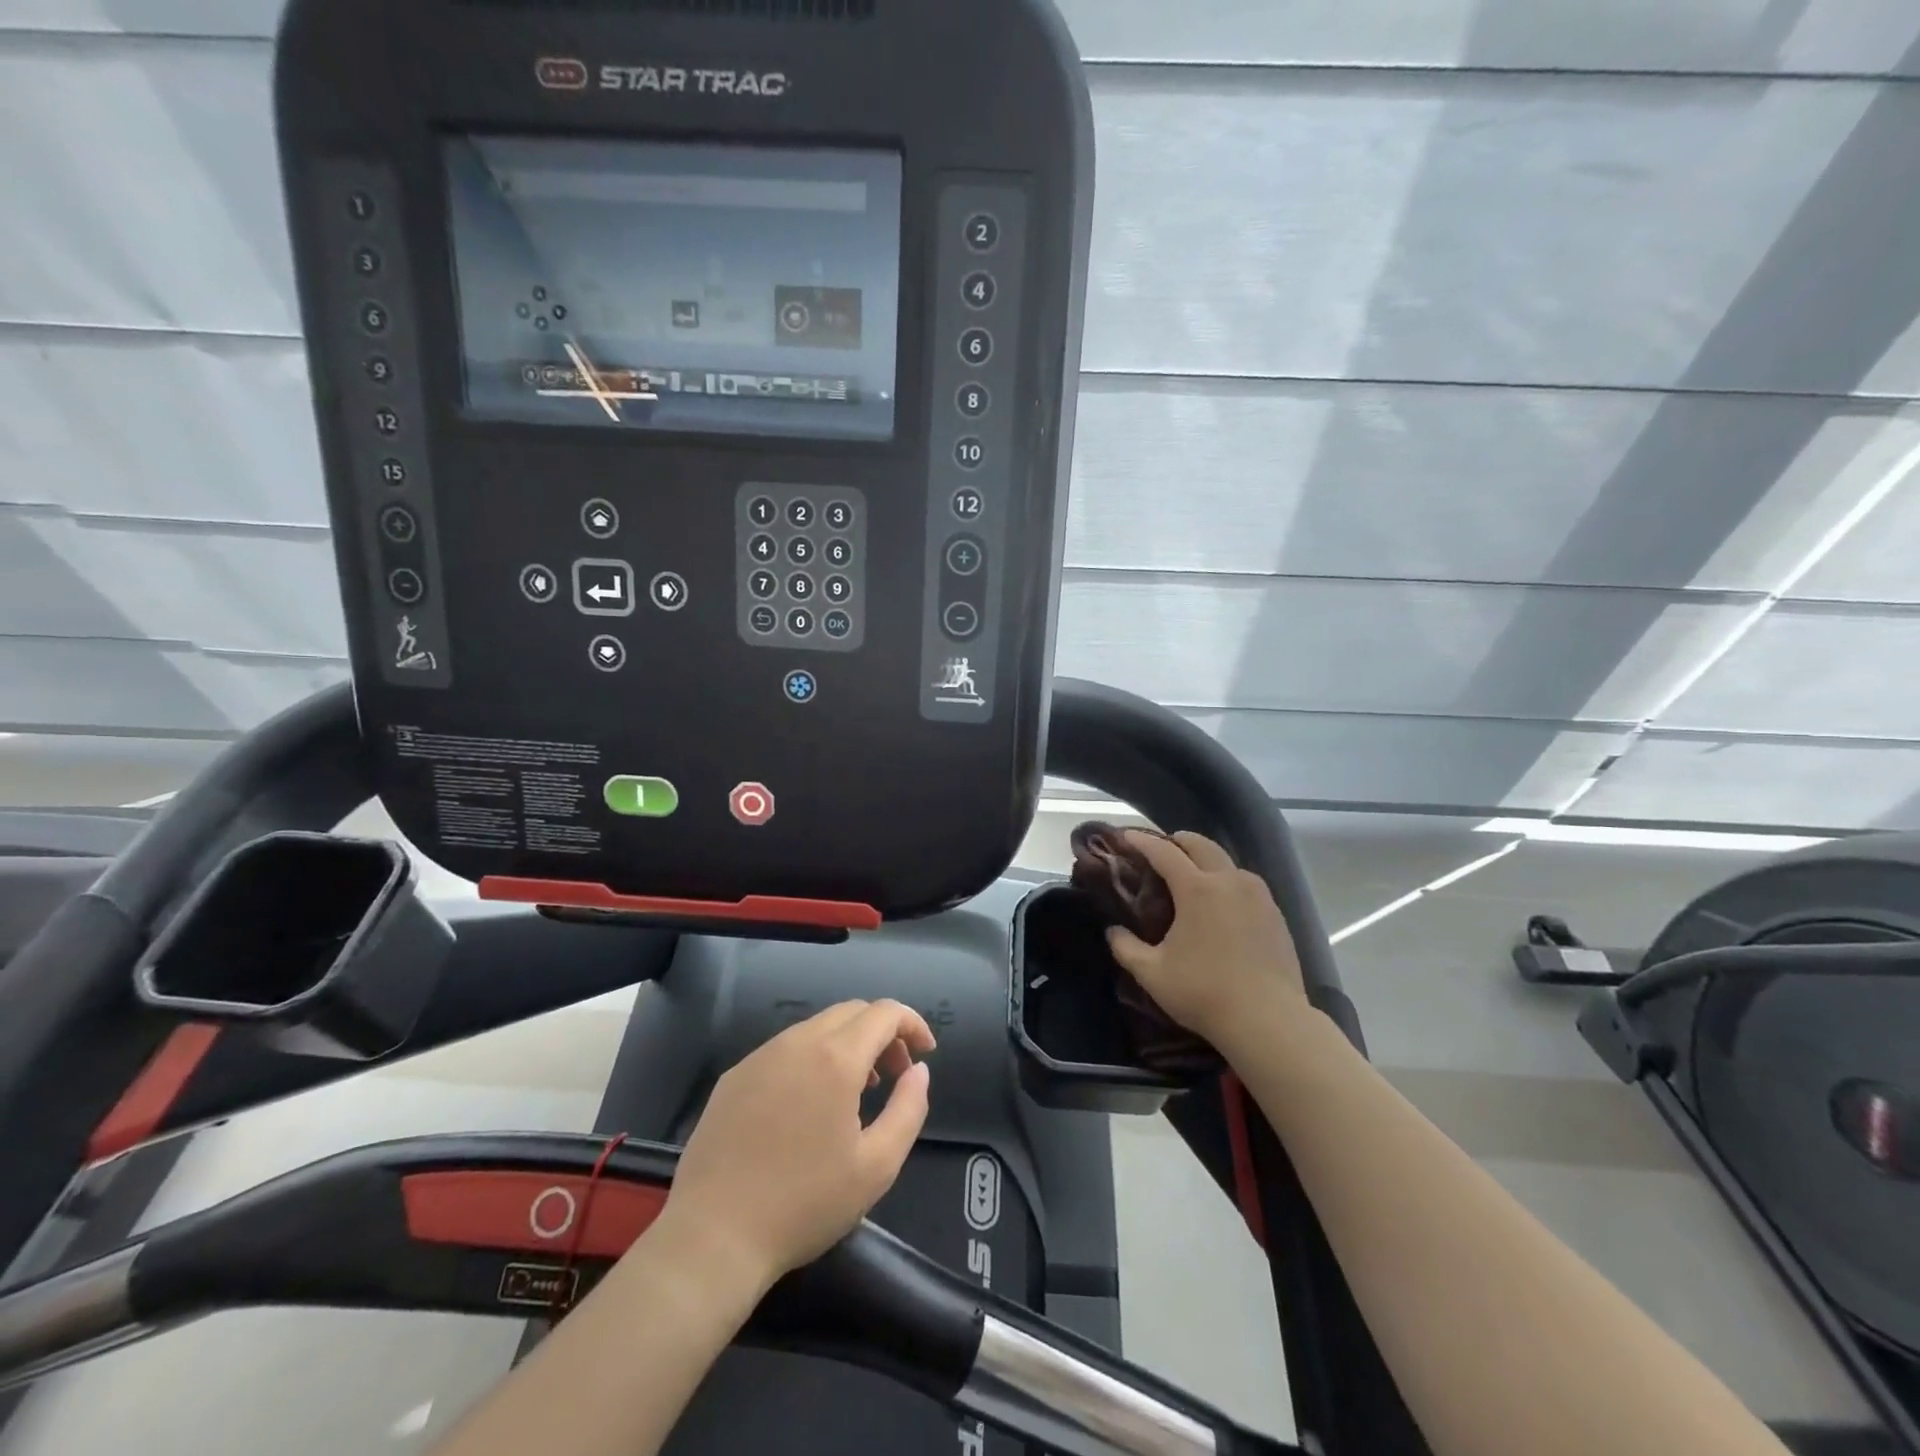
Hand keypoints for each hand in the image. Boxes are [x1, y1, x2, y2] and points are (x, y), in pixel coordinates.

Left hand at [659, 1000, 934, 1288]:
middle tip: (895, 1074)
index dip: (912, 1024)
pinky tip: (809, 1104)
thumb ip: (909, 1108)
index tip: (925, 1054)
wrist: (712, 1237)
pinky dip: (812, 1058)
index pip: (884, 1013)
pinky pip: (785, 1049)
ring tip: (857, 1090)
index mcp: (836, 1058)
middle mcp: (797, 1042)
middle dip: (882, 1033)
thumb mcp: (877, 1166)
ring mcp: (760, 1056)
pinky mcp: (734, 1076)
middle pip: (851, 1012)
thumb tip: (918, 1070)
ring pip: (816, 1027)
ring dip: (848, 1044)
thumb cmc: (804, 1204)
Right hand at [1106, 830, 1309, 1055]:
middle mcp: (1229, 881)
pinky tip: (1221, 904)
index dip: (1142, 841)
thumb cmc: (1204, 993)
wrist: (1269, 1021)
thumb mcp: (1152, 973)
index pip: (1163, 852)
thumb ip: (1126, 948)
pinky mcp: (1276, 914)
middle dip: (1177, 841)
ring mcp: (1258, 896)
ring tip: (1191, 876)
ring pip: (1228, 862)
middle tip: (1160, 849)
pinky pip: (1246, 884)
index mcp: (1197, 888)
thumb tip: (1113, 931)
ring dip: (1205, 860)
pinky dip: (1227, 881)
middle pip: (1201, 845)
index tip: (1126, 837)